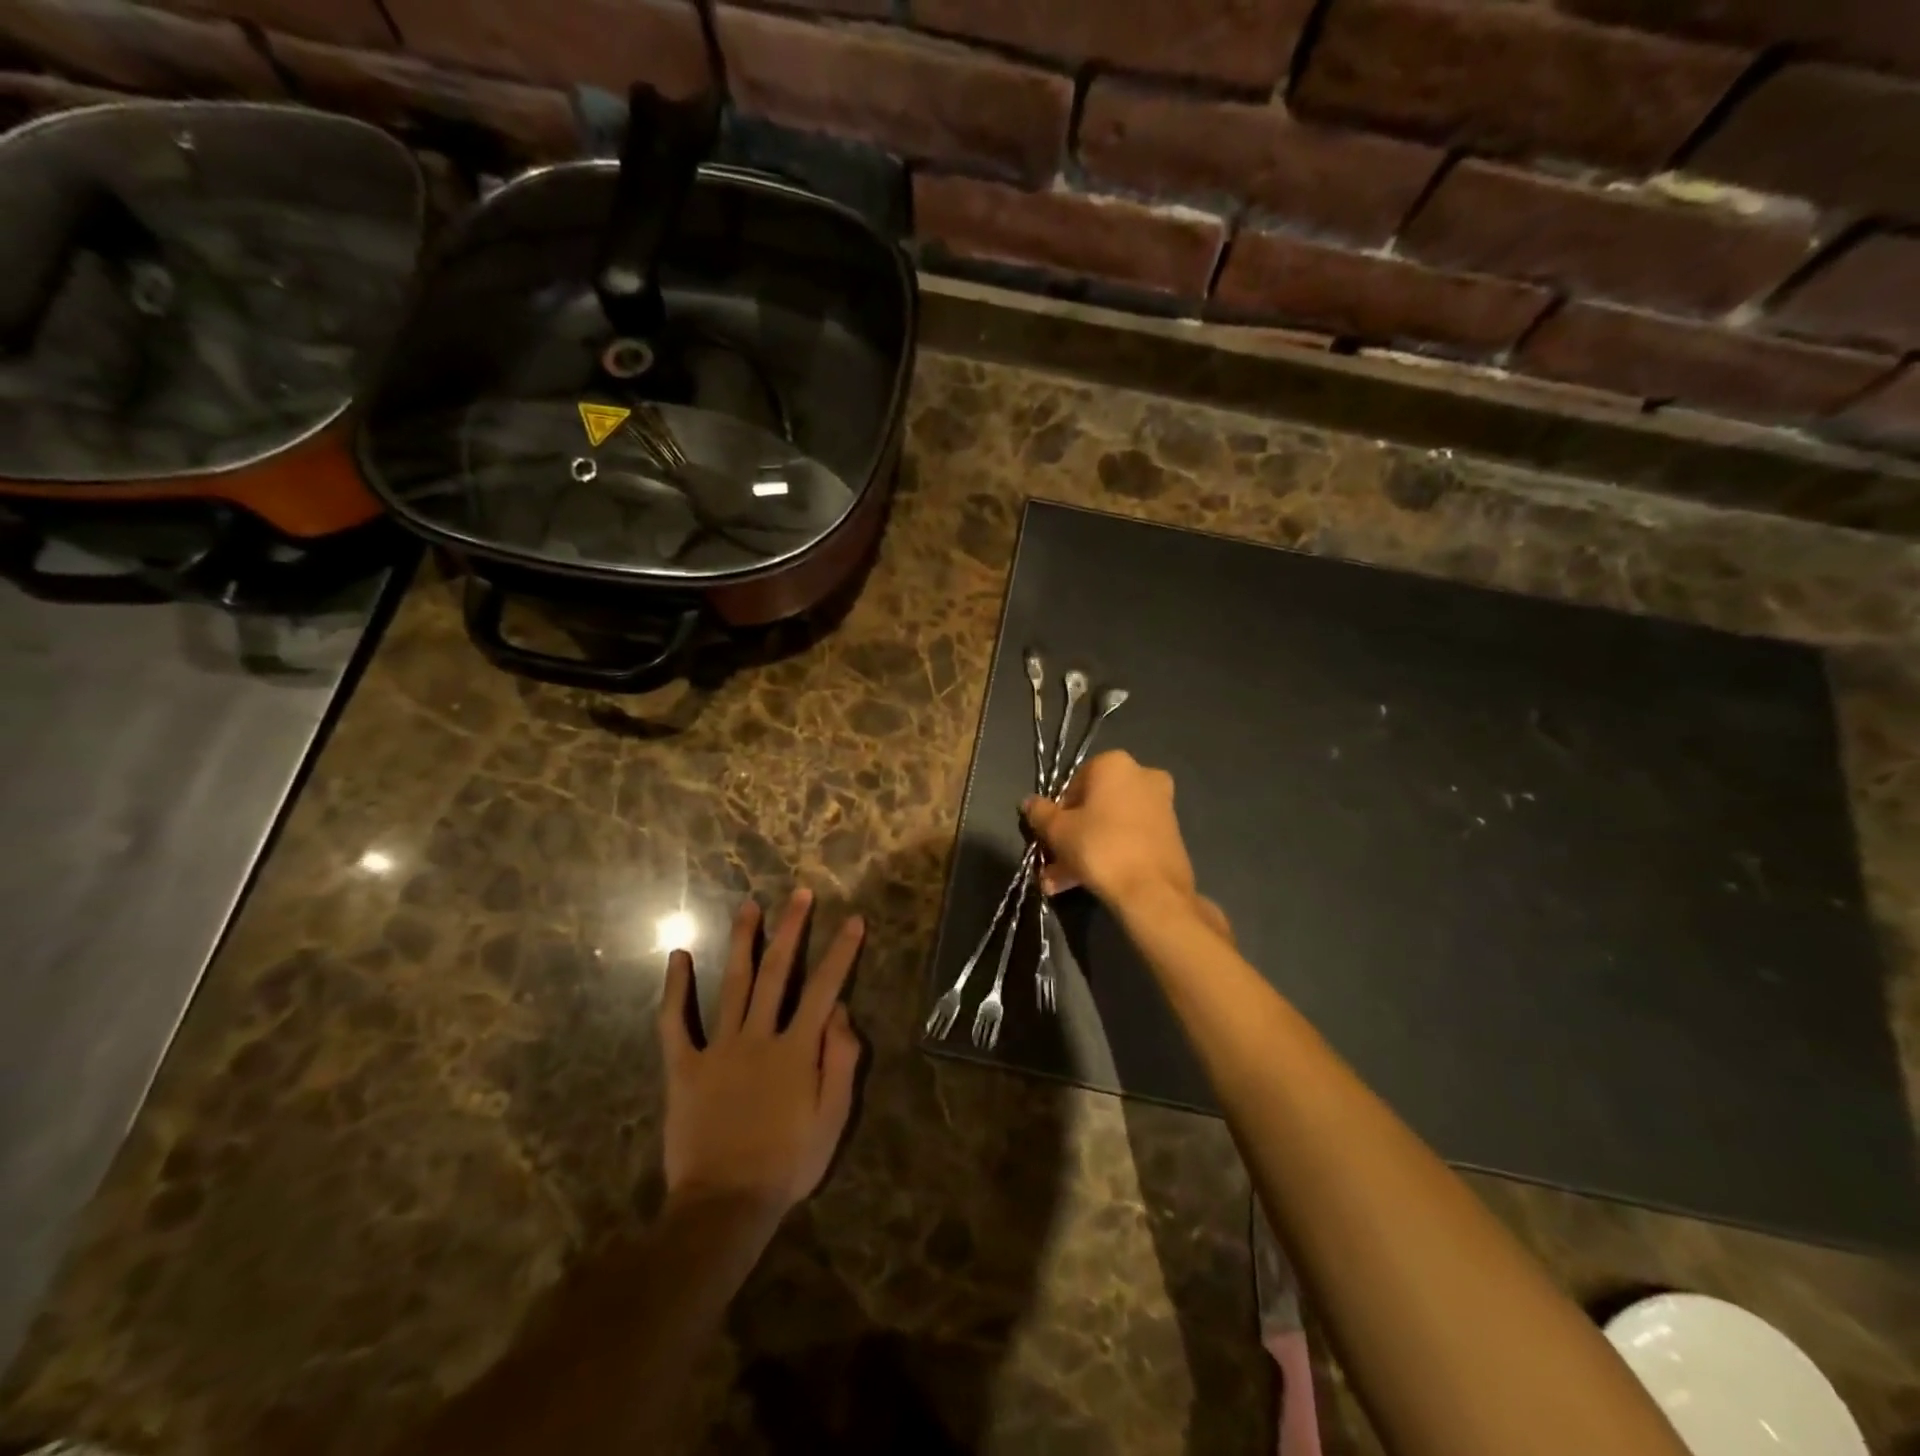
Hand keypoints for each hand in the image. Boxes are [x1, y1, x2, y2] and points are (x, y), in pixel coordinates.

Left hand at [657, 890, 863, 1220]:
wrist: (725, 1205)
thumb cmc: (788, 1163)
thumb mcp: (833, 1119)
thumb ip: (841, 1061)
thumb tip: (840, 1011)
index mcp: (797, 1049)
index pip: (825, 988)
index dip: (841, 952)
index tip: (853, 919)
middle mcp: (759, 1036)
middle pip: (778, 972)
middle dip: (792, 929)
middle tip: (800, 894)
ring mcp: (719, 1048)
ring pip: (733, 984)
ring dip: (743, 942)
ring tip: (750, 906)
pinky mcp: (684, 1067)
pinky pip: (676, 1023)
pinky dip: (676, 989)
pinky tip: (678, 957)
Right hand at [1024, 751, 1232, 941]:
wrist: (1153, 891)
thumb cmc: (1100, 847)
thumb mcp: (1057, 831)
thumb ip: (1039, 813)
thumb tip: (1028, 802)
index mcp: (1114, 764)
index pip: (1073, 784)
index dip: (1057, 813)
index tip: (1049, 837)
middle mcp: (1142, 776)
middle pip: (1093, 807)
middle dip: (1070, 837)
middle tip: (1052, 864)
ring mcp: (1160, 806)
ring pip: (1110, 826)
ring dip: (1084, 852)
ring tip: (1060, 885)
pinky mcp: (1170, 834)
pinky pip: (1128, 839)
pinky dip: (1109, 856)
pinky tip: (1085, 883)